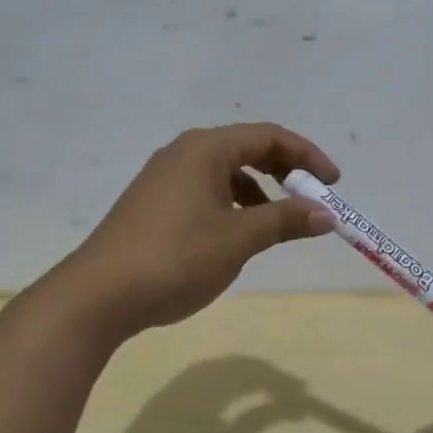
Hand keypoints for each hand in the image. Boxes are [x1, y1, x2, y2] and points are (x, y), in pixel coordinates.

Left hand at [54, 123, 337, 336]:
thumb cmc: (175, 258)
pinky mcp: (154, 205)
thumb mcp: (238, 239)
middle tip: (311, 200)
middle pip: (247, 150)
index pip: (268, 136)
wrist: (98, 295)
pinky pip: (206, 192)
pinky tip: (238, 237)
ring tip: (277, 225)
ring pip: (226, 174)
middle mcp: (183, 154)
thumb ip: (284, 221)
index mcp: (205, 149)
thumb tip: (325, 213)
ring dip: (259, 193)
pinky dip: (233, 207)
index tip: (333, 183)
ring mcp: (164, 179)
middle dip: (284, 173)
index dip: (307, 156)